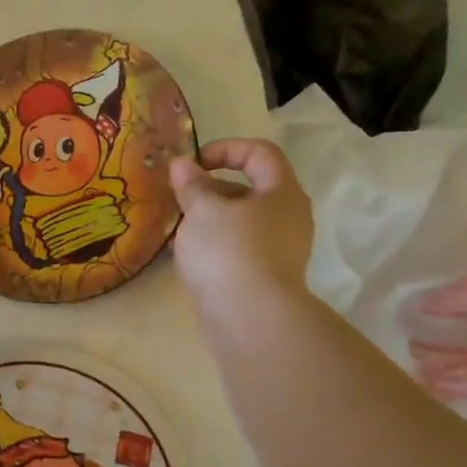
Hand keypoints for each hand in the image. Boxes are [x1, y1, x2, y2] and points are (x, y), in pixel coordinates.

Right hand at [169, 138, 313, 320]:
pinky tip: (187, 255)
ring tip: (178, 227)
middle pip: (250, 188)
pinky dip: (214, 243)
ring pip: (241, 220)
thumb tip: (182, 164)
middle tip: (180, 197)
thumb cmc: (228, 251)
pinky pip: (238, 247)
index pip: (260, 153)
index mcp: (281, 192)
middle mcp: (288, 216)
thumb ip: (191, 185)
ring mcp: (279, 248)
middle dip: (211, 188)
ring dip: (209, 218)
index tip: (193, 164)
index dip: (226, 149)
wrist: (249, 317)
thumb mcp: (202, 210)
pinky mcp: (265, 274)